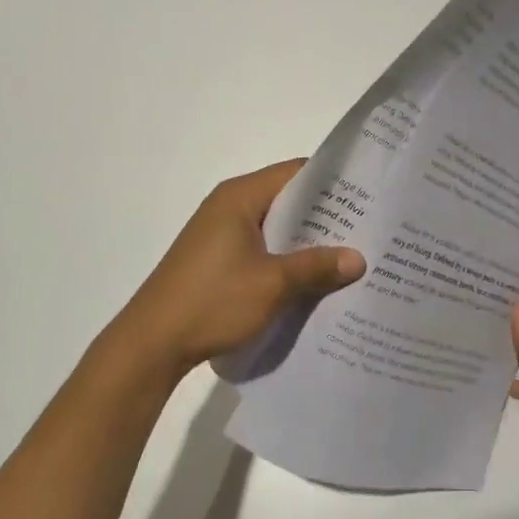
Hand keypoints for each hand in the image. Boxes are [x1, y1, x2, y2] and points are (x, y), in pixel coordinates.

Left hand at [112, 160, 365, 380]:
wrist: (150, 345)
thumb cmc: (212, 302)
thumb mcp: (272, 284)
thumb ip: (317, 267)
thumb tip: (359, 259)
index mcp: (240, 197)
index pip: (295, 173)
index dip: (332, 182)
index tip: (368, 196)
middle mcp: (230, 206)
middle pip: (287, 200)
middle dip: (325, 216)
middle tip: (367, 229)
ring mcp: (221, 234)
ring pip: (276, 227)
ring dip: (306, 241)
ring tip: (348, 255)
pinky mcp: (217, 259)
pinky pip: (262, 248)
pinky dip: (286, 258)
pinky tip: (312, 279)